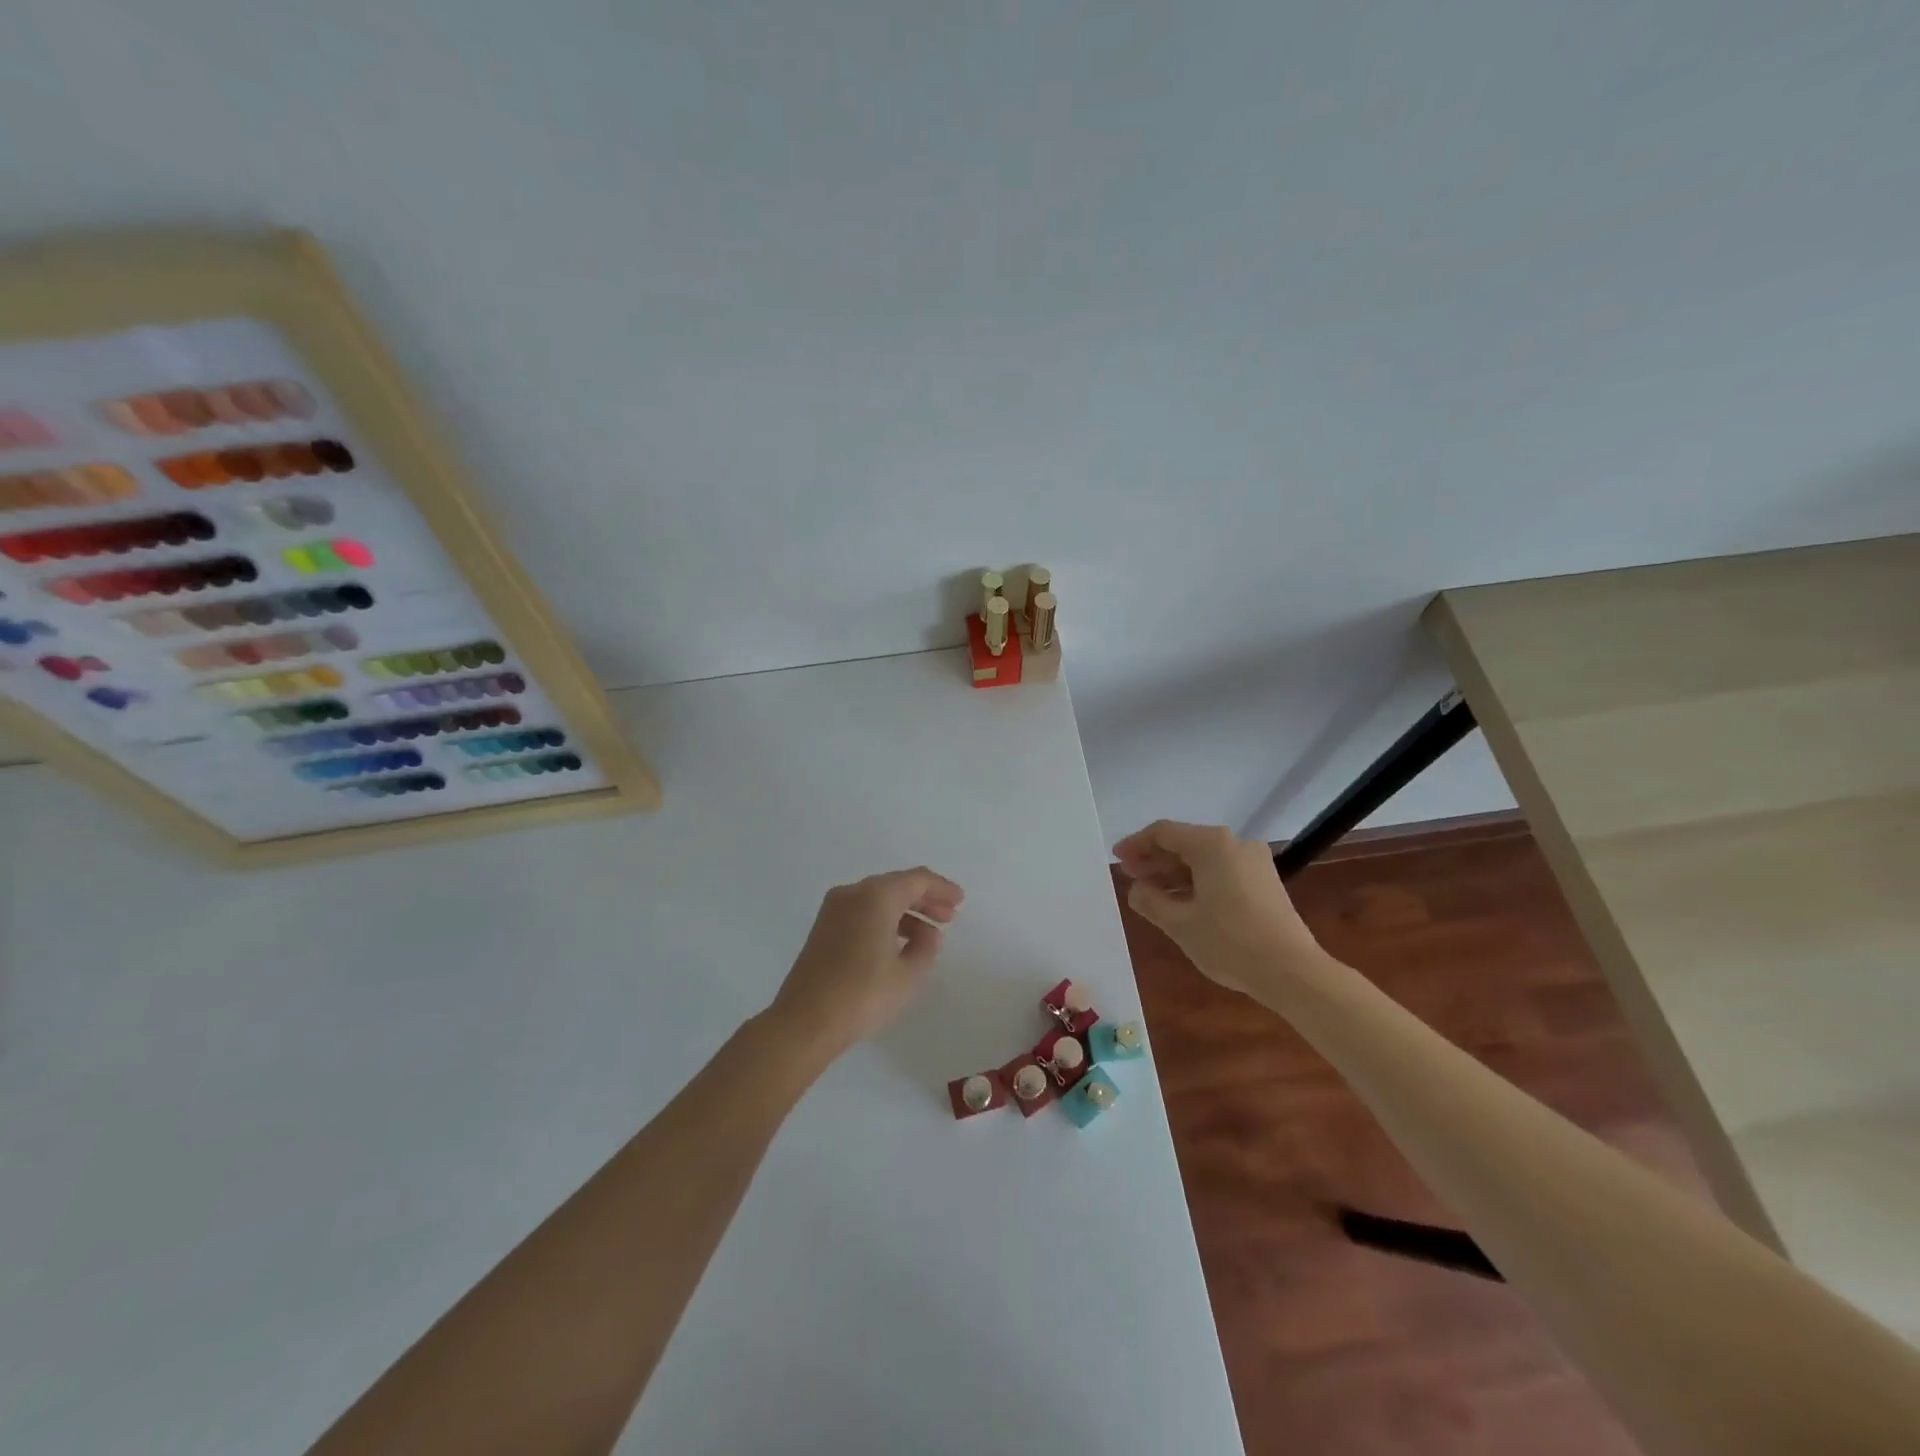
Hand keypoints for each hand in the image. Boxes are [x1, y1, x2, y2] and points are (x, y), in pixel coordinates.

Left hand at [768, 867, 964, 1063]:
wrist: (804, 1021)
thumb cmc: (862, 995)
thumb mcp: (907, 975)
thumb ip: (926, 948)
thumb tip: (928, 933)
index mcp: (876, 896)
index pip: (917, 879)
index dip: (942, 888)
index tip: (960, 901)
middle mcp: (853, 893)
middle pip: (896, 885)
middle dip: (924, 899)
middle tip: (948, 917)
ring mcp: (833, 909)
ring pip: (878, 899)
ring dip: (905, 911)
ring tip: (927, 935)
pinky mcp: (823, 928)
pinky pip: (862, 911)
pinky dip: (884, 919)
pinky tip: (898, 943)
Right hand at [1112, 821, 1322, 994]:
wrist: (1292, 972)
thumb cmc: (1230, 942)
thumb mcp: (1179, 923)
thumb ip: (1150, 901)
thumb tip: (1135, 889)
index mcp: (1212, 845)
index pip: (1164, 833)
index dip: (1136, 844)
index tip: (1117, 859)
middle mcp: (1234, 844)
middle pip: (1185, 843)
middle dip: (1154, 859)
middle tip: (1129, 876)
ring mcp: (1253, 862)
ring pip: (1203, 859)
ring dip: (1174, 872)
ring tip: (1150, 892)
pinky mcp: (1264, 881)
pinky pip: (1220, 871)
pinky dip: (1196, 881)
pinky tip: (1181, 900)